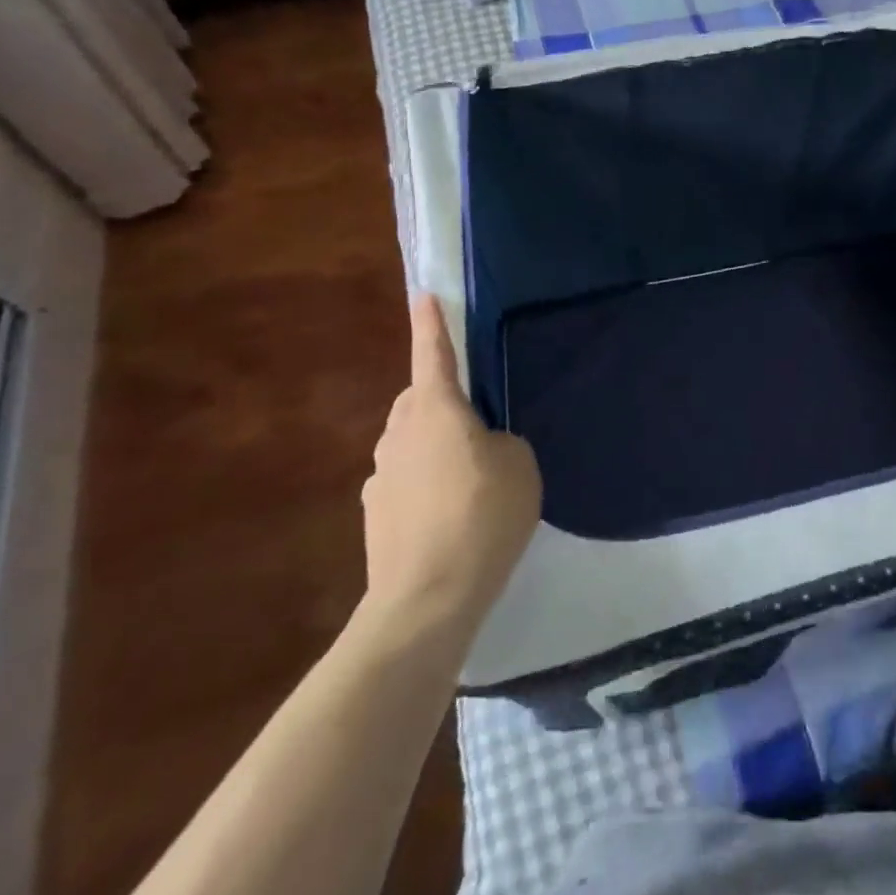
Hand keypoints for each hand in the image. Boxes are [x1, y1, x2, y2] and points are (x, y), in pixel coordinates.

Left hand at [360, 298, 540, 631]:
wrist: (427, 598)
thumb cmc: (482, 516)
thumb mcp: (519, 465)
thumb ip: (502, 441)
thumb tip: (481, 446)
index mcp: (436, 410)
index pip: (433, 354)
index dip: (432, 324)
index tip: (423, 296)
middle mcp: (400, 433)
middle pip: (419, 400)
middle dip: (441, 400)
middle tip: (478, 425)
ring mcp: (381, 476)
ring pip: (410, 442)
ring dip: (434, 447)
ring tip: (469, 481)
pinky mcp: (376, 514)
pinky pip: (405, 480)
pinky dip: (425, 485)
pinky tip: (449, 516)